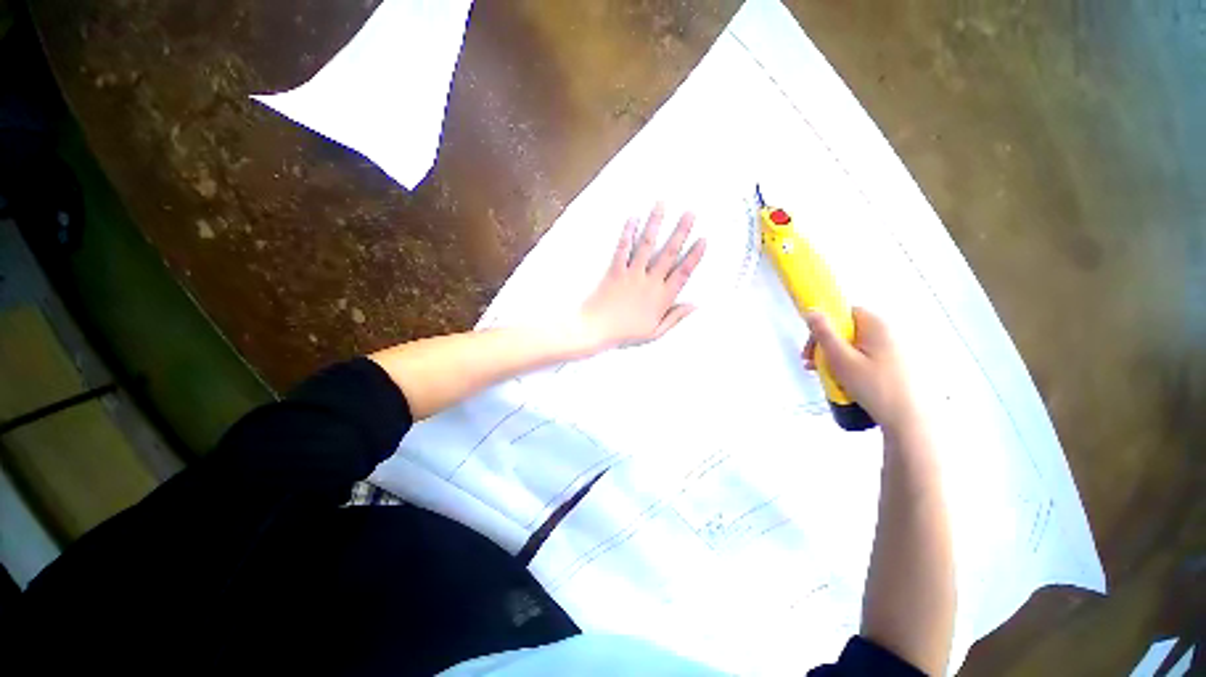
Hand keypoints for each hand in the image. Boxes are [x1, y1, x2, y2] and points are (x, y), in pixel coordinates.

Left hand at [576, 204, 706, 351]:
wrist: (595, 330)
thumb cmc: (625, 334)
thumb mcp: (654, 332)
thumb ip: (675, 318)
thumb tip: (695, 305)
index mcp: (661, 298)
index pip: (683, 273)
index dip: (695, 256)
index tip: (704, 239)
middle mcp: (649, 282)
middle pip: (668, 253)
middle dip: (681, 231)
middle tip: (690, 212)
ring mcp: (631, 275)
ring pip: (646, 245)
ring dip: (655, 224)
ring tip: (661, 205)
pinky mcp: (614, 271)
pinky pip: (622, 249)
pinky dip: (627, 233)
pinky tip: (632, 218)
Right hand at [803, 307, 918, 432]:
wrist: (912, 420)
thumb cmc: (874, 385)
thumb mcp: (841, 358)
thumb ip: (823, 333)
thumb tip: (811, 311)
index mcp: (877, 325)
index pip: (844, 313)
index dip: (823, 327)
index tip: (811, 347)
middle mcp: (890, 332)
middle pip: (849, 330)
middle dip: (827, 345)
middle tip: (812, 364)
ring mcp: (898, 349)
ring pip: (857, 346)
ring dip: (836, 357)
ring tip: (825, 376)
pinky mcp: (901, 365)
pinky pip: (869, 357)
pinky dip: (853, 365)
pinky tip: (845, 382)